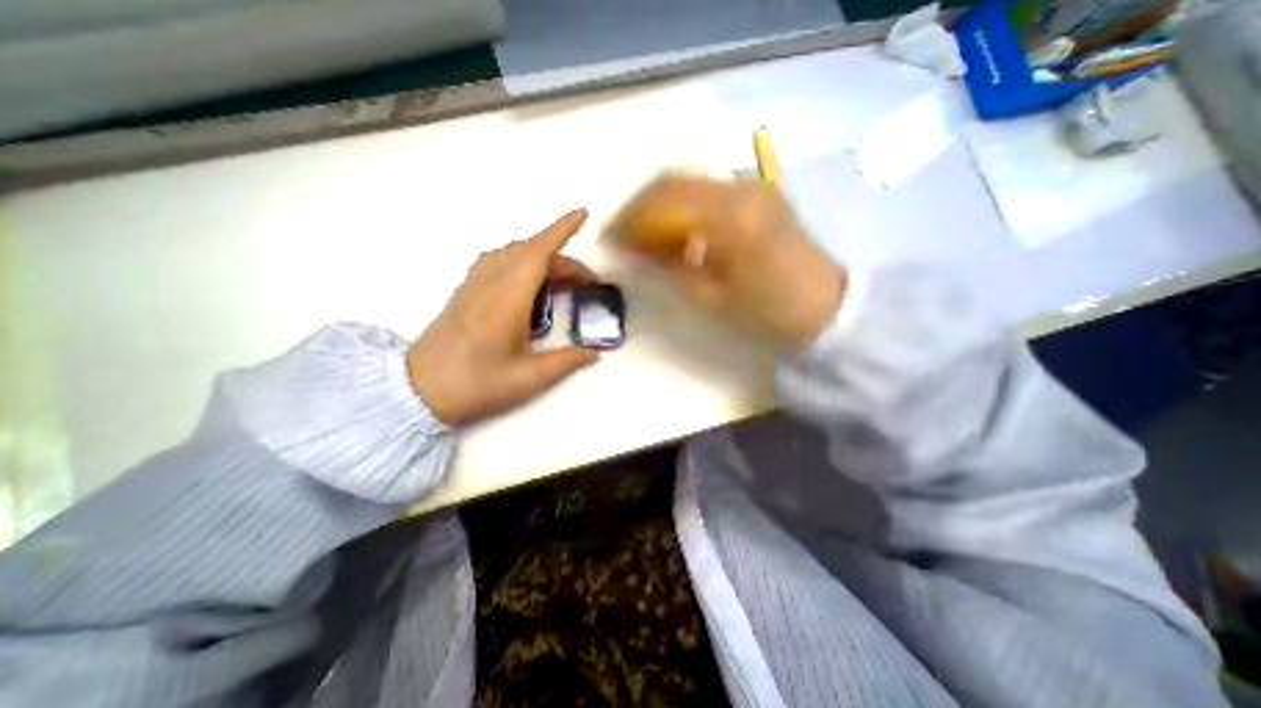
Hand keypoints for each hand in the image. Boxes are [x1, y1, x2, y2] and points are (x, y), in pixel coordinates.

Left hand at [406, 210, 596, 424]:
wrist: (419, 390)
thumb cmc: (475, 384)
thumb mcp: (528, 378)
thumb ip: (566, 362)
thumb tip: (594, 354)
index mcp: (507, 299)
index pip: (537, 253)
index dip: (561, 230)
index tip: (582, 214)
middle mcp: (490, 282)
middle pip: (531, 252)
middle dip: (563, 259)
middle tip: (586, 282)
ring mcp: (474, 283)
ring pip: (513, 253)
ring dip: (543, 258)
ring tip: (562, 281)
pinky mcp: (466, 290)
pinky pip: (499, 261)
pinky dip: (523, 261)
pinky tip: (530, 284)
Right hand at [614, 171, 845, 346]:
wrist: (825, 307)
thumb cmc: (768, 310)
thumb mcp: (711, 297)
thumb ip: (669, 268)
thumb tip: (634, 250)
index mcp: (730, 216)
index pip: (663, 201)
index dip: (629, 219)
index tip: (609, 239)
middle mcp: (740, 188)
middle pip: (672, 181)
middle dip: (639, 206)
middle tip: (622, 234)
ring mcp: (752, 186)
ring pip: (688, 181)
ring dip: (659, 204)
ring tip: (643, 234)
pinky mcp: (758, 193)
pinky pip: (707, 189)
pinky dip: (682, 205)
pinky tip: (675, 229)